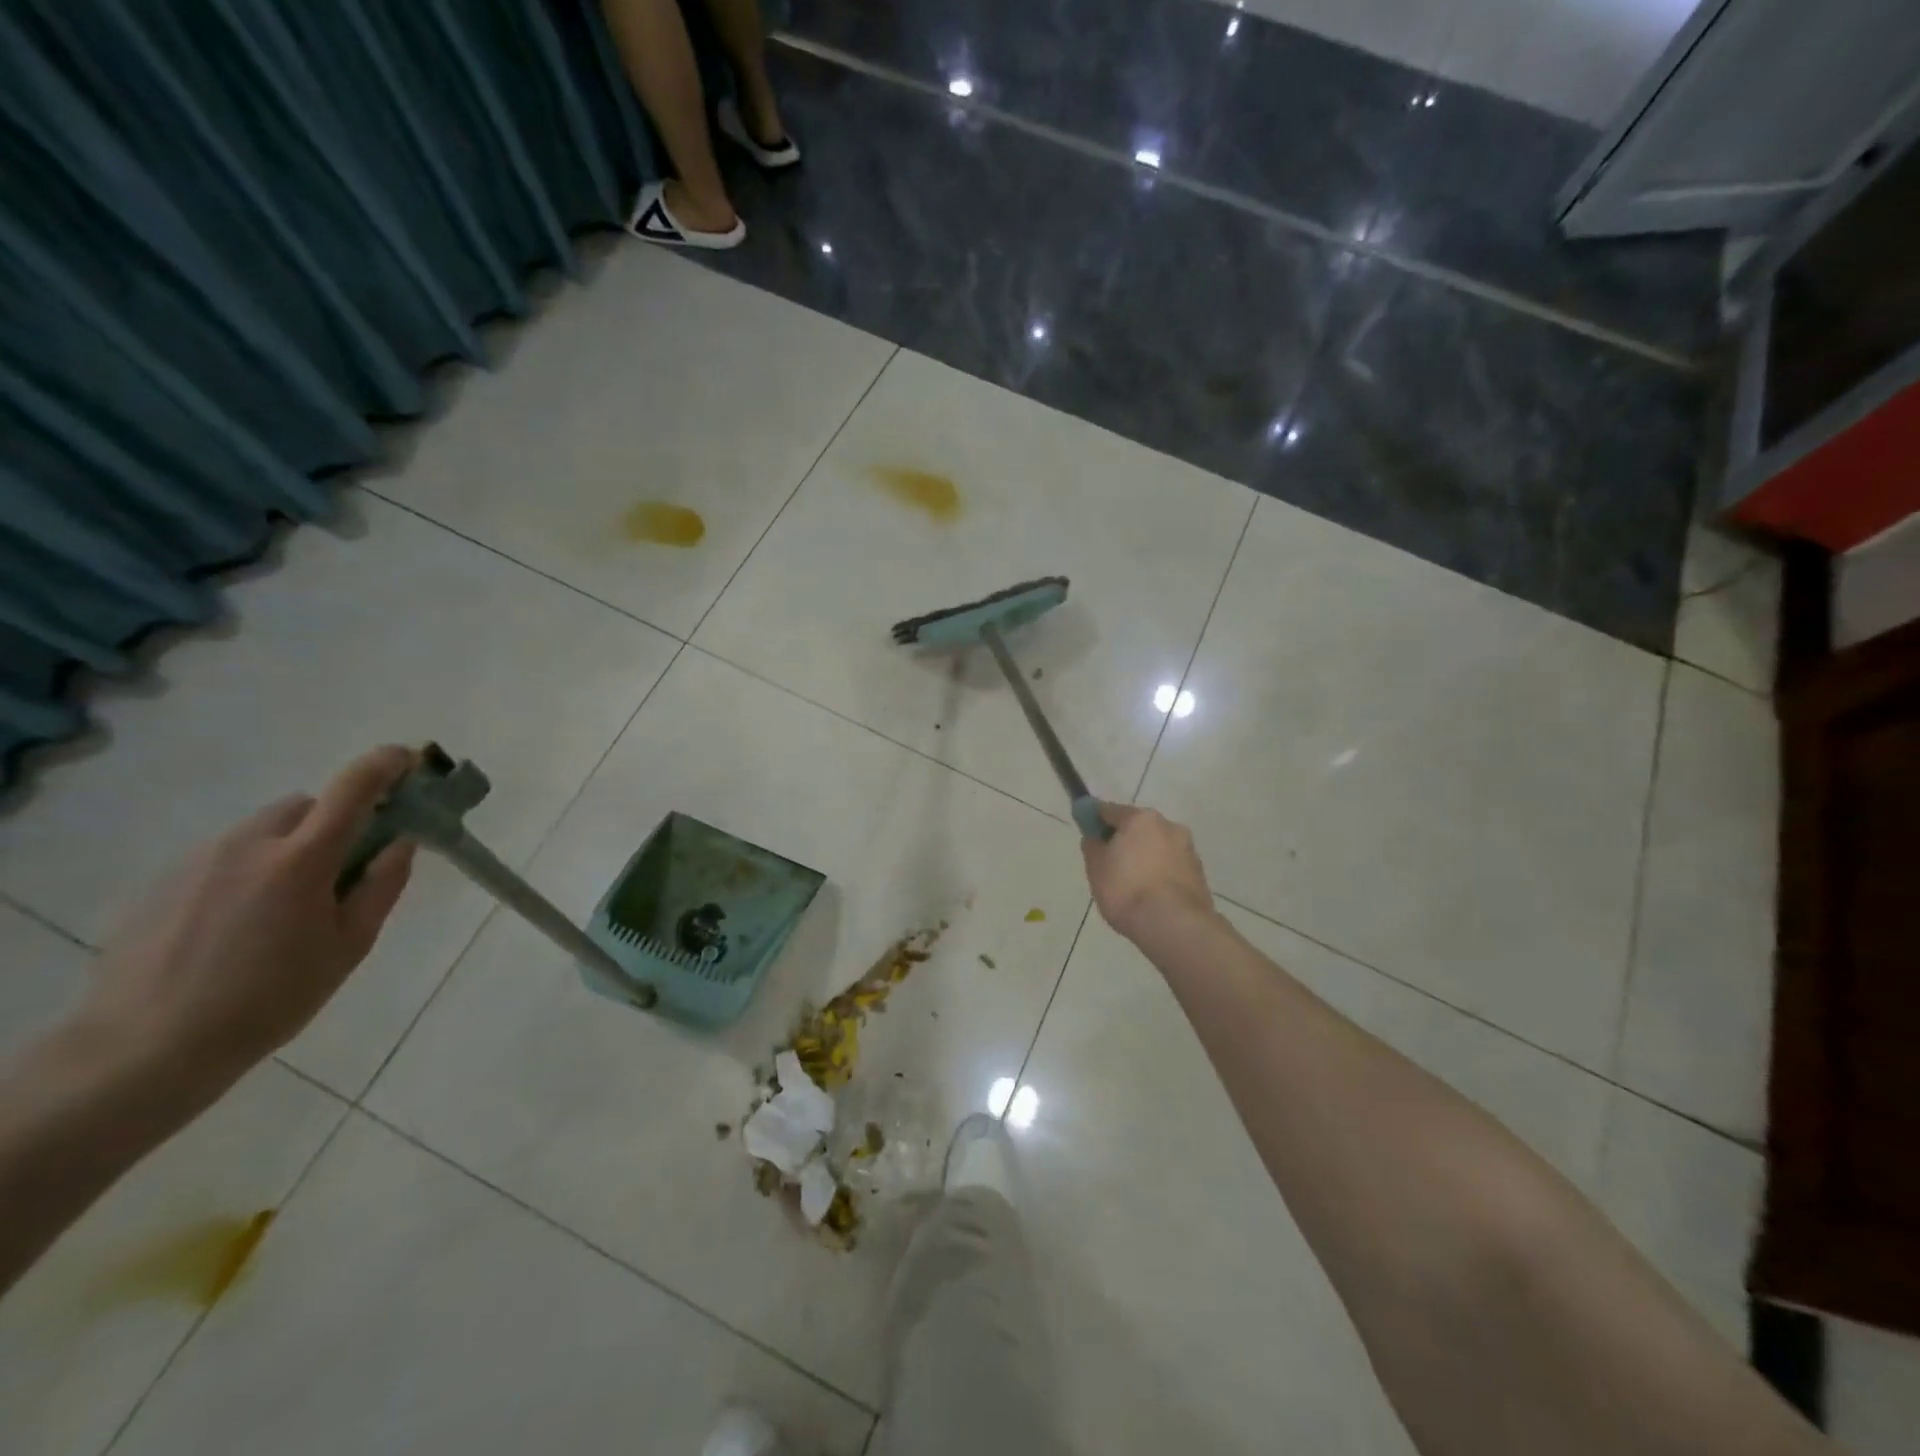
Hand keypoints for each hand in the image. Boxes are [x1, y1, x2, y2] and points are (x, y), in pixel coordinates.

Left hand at [79, 747, 418, 1092]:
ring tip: (290, 906)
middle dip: (336, 821)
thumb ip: (381, 885)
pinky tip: (244, 924)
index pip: (353, 788)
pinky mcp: (165, 881)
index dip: (385, 765)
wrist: (146, 1047)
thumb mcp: (349, 946)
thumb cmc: (271, 998)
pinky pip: (227, 856)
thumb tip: (401, 842)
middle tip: (347, 866)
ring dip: (292, 846)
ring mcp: (199, 860)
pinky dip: (252, 869)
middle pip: (306, 806)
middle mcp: (248, 844)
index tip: (408, 761)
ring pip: (264, 829)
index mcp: (301, 859)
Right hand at [1081, 802, 1215, 939]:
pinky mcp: (1199, 873)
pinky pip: (1171, 867)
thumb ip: (1093, 846)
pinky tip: (1151, 895)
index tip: (1088, 834)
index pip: (1109, 810)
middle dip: (1124, 841)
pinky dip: (1160, 874)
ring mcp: (1188, 849)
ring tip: (1132, 886)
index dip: (1094, 820)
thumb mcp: (1096, 868)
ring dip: (1145, 858)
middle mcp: (1168, 826)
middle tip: (1110, 864)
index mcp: (1140, 819)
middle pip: (1138, 828)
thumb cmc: (1127, 890)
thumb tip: (1096, 838)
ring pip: (1157, 847)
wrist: (1174, 925)